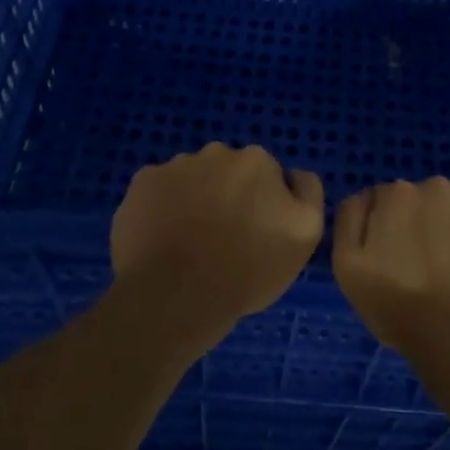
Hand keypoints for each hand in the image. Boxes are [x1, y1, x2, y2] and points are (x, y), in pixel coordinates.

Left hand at [111, 143, 323, 349]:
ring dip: (194, 201)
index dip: (264, 205)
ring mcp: (174, 166)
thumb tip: (294, 175)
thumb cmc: (248, 268)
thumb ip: (308, 193)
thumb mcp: (306, 235)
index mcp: (256, 160)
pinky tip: (162, 240)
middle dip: (227, 197)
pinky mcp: (141, 185)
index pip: (266, 176)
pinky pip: (157, 192)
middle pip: (227, 173)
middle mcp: (216, 152)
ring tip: (189, 246)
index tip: (257, 235)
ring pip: (191, 181)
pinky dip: (161, 209)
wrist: (177, 296)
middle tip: (224, 241)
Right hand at [332, 177, 449, 358]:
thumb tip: (366, 197)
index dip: (390, 230)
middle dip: (425, 227)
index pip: (389, 201)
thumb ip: (350, 218)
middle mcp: (438, 187)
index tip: (395, 260)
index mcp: (398, 194)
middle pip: (427, 203)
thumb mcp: (348, 266)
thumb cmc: (398, 307)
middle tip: (426, 270)